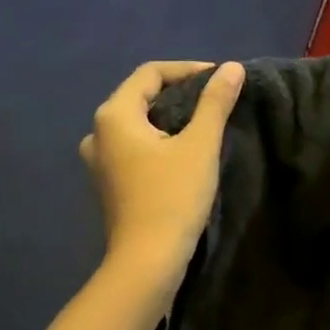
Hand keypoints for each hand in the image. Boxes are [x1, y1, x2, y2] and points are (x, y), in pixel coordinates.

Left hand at [79, 60, 244, 293]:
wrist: (146, 262)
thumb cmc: (173, 198)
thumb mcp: (200, 146)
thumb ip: (215, 102)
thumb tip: (232, 68)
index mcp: (114, 115)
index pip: (150, 73)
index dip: (187, 70)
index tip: (220, 80)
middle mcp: (98, 132)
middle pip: (140, 96)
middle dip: (179, 93)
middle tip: (214, 100)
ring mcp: (99, 161)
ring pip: (137, 124)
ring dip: (168, 118)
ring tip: (201, 125)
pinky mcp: (108, 183)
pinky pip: (133, 147)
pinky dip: (157, 141)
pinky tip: (181, 153)